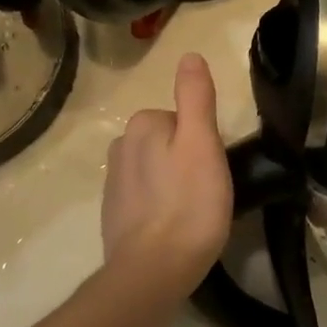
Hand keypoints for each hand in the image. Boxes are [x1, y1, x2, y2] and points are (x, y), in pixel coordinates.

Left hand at [100, 53, 232, 300]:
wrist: (154, 270)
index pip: (182, 119)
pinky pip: (145, 197)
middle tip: (207, 190)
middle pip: (168, 142)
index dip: (204, 142)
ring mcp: (113, 183)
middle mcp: (120, 147)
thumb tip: (189, 56)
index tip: (213, 168)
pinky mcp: (113, 215)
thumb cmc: (189, 204)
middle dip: (188, 160)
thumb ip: (196, 97)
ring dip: (174, 183)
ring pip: (157, 169)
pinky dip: (160, 206)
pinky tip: (174, 227)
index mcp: (142, 125)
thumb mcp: (203, 143)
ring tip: (194, 212)